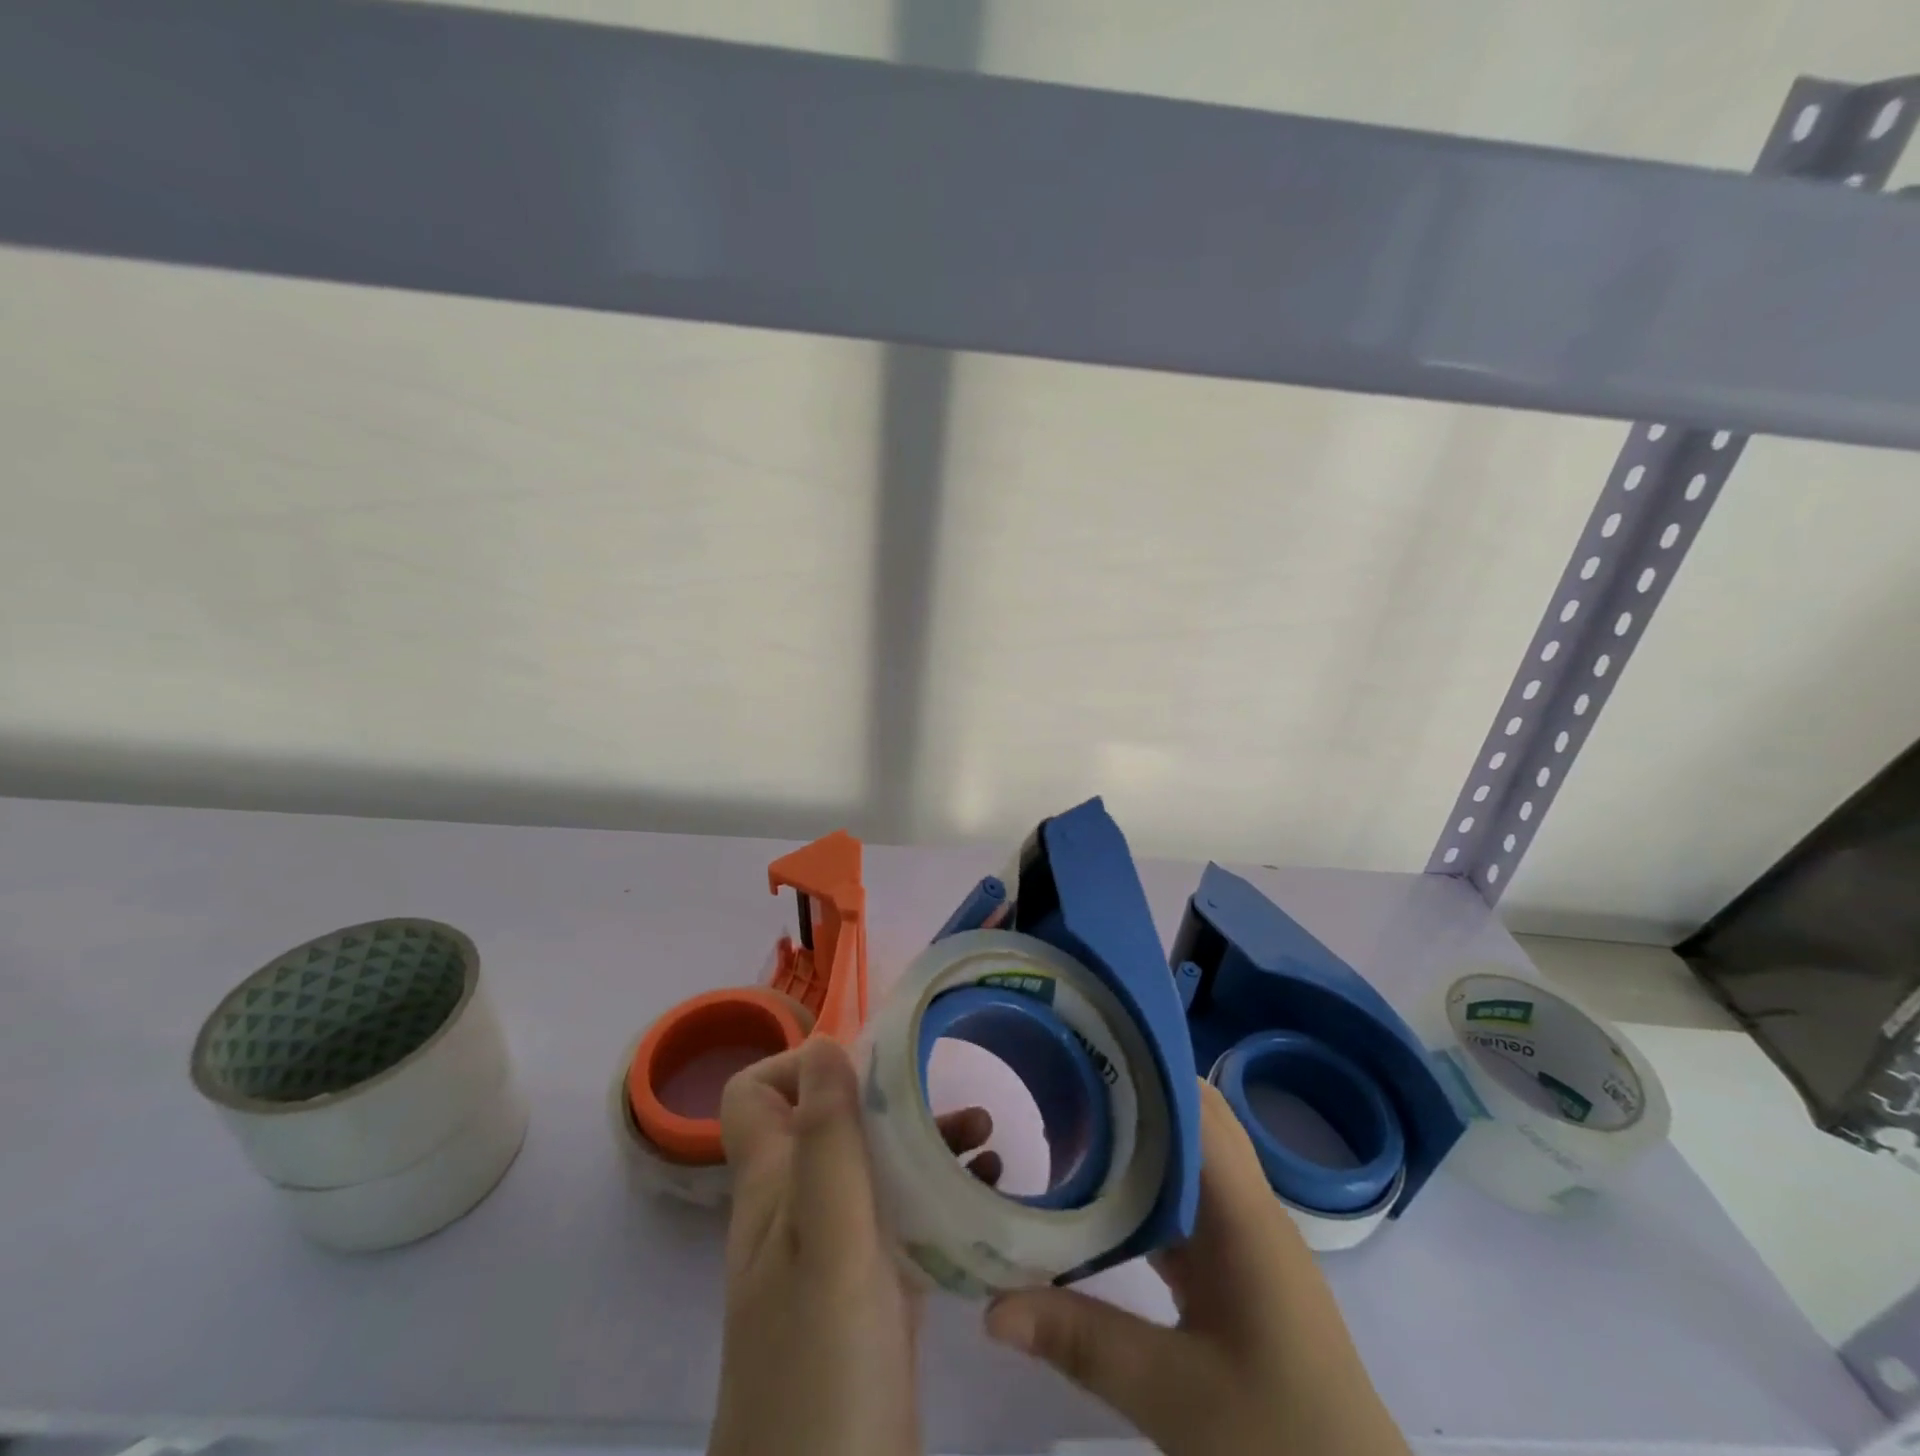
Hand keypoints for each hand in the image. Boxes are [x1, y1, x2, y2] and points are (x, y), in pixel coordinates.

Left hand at [709, 1036, 998, 1455]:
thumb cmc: (823, 1369)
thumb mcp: (829, 1241)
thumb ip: (826, 1139)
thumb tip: (824, 1042)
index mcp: (773, 1188)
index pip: (756, 1095)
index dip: (800, 1065)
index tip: (868, 1067)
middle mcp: (796, 1210)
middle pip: (830, 1122)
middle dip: (887, 1098)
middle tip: (948, 1094)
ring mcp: (834, 1254)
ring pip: (871, 1167)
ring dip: (922, 1142)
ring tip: (986, 1138)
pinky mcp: (871, 1294)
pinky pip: (900, 1219)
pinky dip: (937, 1195)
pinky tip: (984, 1196)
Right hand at [984, 1081, 1410, 1455]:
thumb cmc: (1282, 1444)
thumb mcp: (1175, 1399)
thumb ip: (1081, 1342)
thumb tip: (990, 1307)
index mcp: (1246, 1217)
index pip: (1198, 1110)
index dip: (1148, 1067)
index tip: (1091, 1040)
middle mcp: (1250, 1209)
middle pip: (1197, 1118)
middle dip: (1139, 1086)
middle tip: (1072, 1066)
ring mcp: (1247, 1239)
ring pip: (1192, 1156)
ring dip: (1143, 1130)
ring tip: (1077, 1107)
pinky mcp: (1237, 1268)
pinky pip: (1188, 1199)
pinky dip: (1146, 1181)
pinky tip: (1101, 1189)